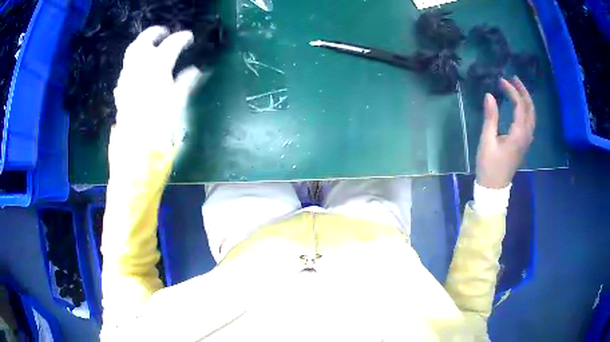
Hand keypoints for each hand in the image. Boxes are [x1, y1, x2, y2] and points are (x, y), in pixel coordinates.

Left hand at [113, 26, 206, 147]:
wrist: (135, 148)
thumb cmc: (160, 126)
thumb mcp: (177, 104)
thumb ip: (185, 83)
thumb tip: (195, 71)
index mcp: (157, 69)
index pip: (170, 45)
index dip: (181, 38)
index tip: (189, 37)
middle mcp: (139, 68)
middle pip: (144, 41)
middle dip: (155, 33)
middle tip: (165, 32)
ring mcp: (127, 78)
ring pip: (131, 52)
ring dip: (142, 44)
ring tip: (151, 45)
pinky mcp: (121, 89)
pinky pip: (126, 68)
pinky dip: (134, 61)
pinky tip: (140, 67)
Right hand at [476, 76, 535, 188]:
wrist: (494, 188)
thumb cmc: (489, 165)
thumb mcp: (487, 141)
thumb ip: (490, 117)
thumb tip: (489, 95)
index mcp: (518, 134)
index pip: (520, 106)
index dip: (512, 91)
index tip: (501, 81)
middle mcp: (526, 136)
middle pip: (531, 109)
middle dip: (523, 92)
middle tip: (514, 78)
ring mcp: (527, 140)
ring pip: (532, 115)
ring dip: (526, 100)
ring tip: (517, 88)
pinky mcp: (524, 144)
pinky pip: (530, 122)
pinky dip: (526, 109)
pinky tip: (520, 106)